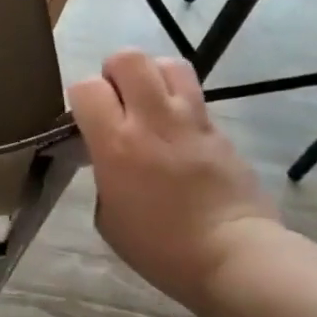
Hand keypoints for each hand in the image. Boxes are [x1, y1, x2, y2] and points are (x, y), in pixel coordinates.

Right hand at [70, 50, 278, 311]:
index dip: (81, 97)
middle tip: (116, 100)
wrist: (235, 257)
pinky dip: (179, 103)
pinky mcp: (220, 130)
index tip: (85, 119)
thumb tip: (106, 158)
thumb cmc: (161, 248)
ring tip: (148, 102)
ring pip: (168, 64)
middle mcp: (152, 120)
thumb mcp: (108, 216)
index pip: (86, 86)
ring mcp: (191, 121)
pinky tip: (177, 133)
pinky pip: (194, 97)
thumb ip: (102, 174)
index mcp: (116, 143)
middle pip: (129, 58)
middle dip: (115, 72)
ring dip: (152, 76)